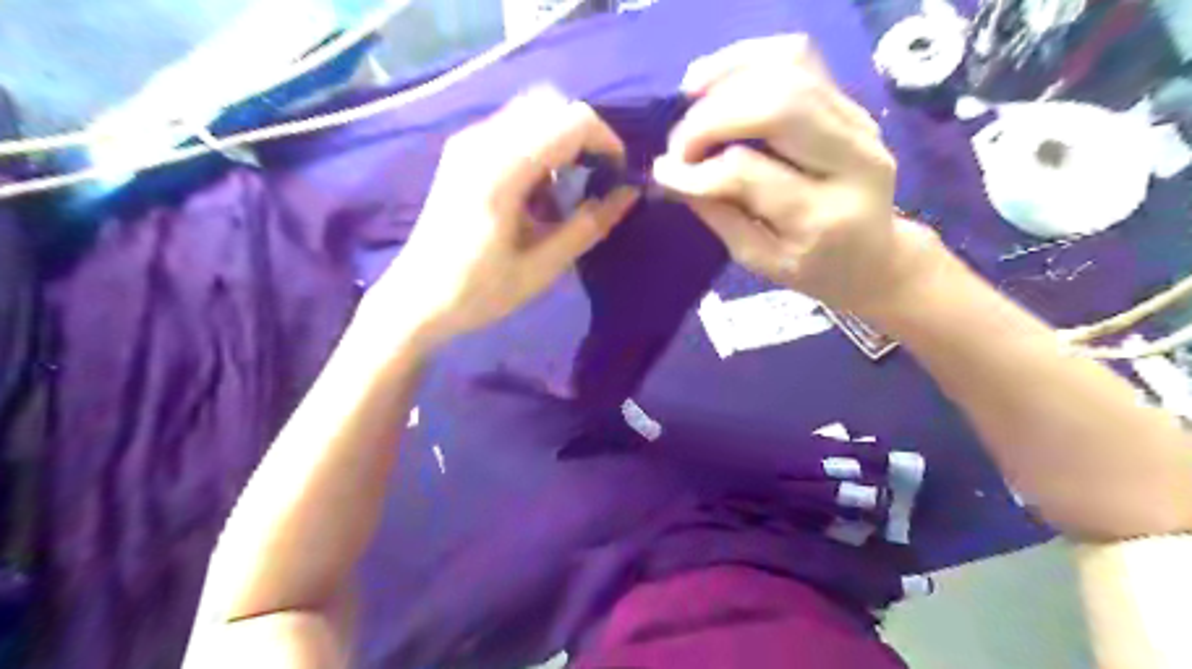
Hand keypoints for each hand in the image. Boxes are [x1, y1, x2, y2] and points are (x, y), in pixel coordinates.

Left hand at [369, 86, 637, 350]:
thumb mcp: (542, 266)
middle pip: (551, 105)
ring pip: (532, 114)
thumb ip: (589, 225)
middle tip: (595, 180)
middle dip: (584, 138)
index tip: (618, 176)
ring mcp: (468, 144)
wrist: (416, 301)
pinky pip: (512, 131)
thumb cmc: (479, 292)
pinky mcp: (462, 153)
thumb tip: (628, 194)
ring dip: (560, 144)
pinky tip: (535, 195)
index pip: (571, 122)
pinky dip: (537, 151)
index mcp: (502, 170)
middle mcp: (482, 142)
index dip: (606, 142)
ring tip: (563, 196)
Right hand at [652, 36, 941, 315]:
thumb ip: (719, 215)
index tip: (665, 173)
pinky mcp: (853, 105)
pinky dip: (750, 60)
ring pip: (790, 70)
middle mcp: (852, 160)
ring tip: (689, 96)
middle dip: (711, 118)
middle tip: (680, 143)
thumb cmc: (813, 271)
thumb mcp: (760, 261)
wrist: (875, 258)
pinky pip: (800, 60)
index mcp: (823, 216)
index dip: (697, 170)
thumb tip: (672, 175)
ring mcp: (859, 124)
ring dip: (727, 78)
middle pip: (777, 106)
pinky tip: (717, 78)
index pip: (748, 173)